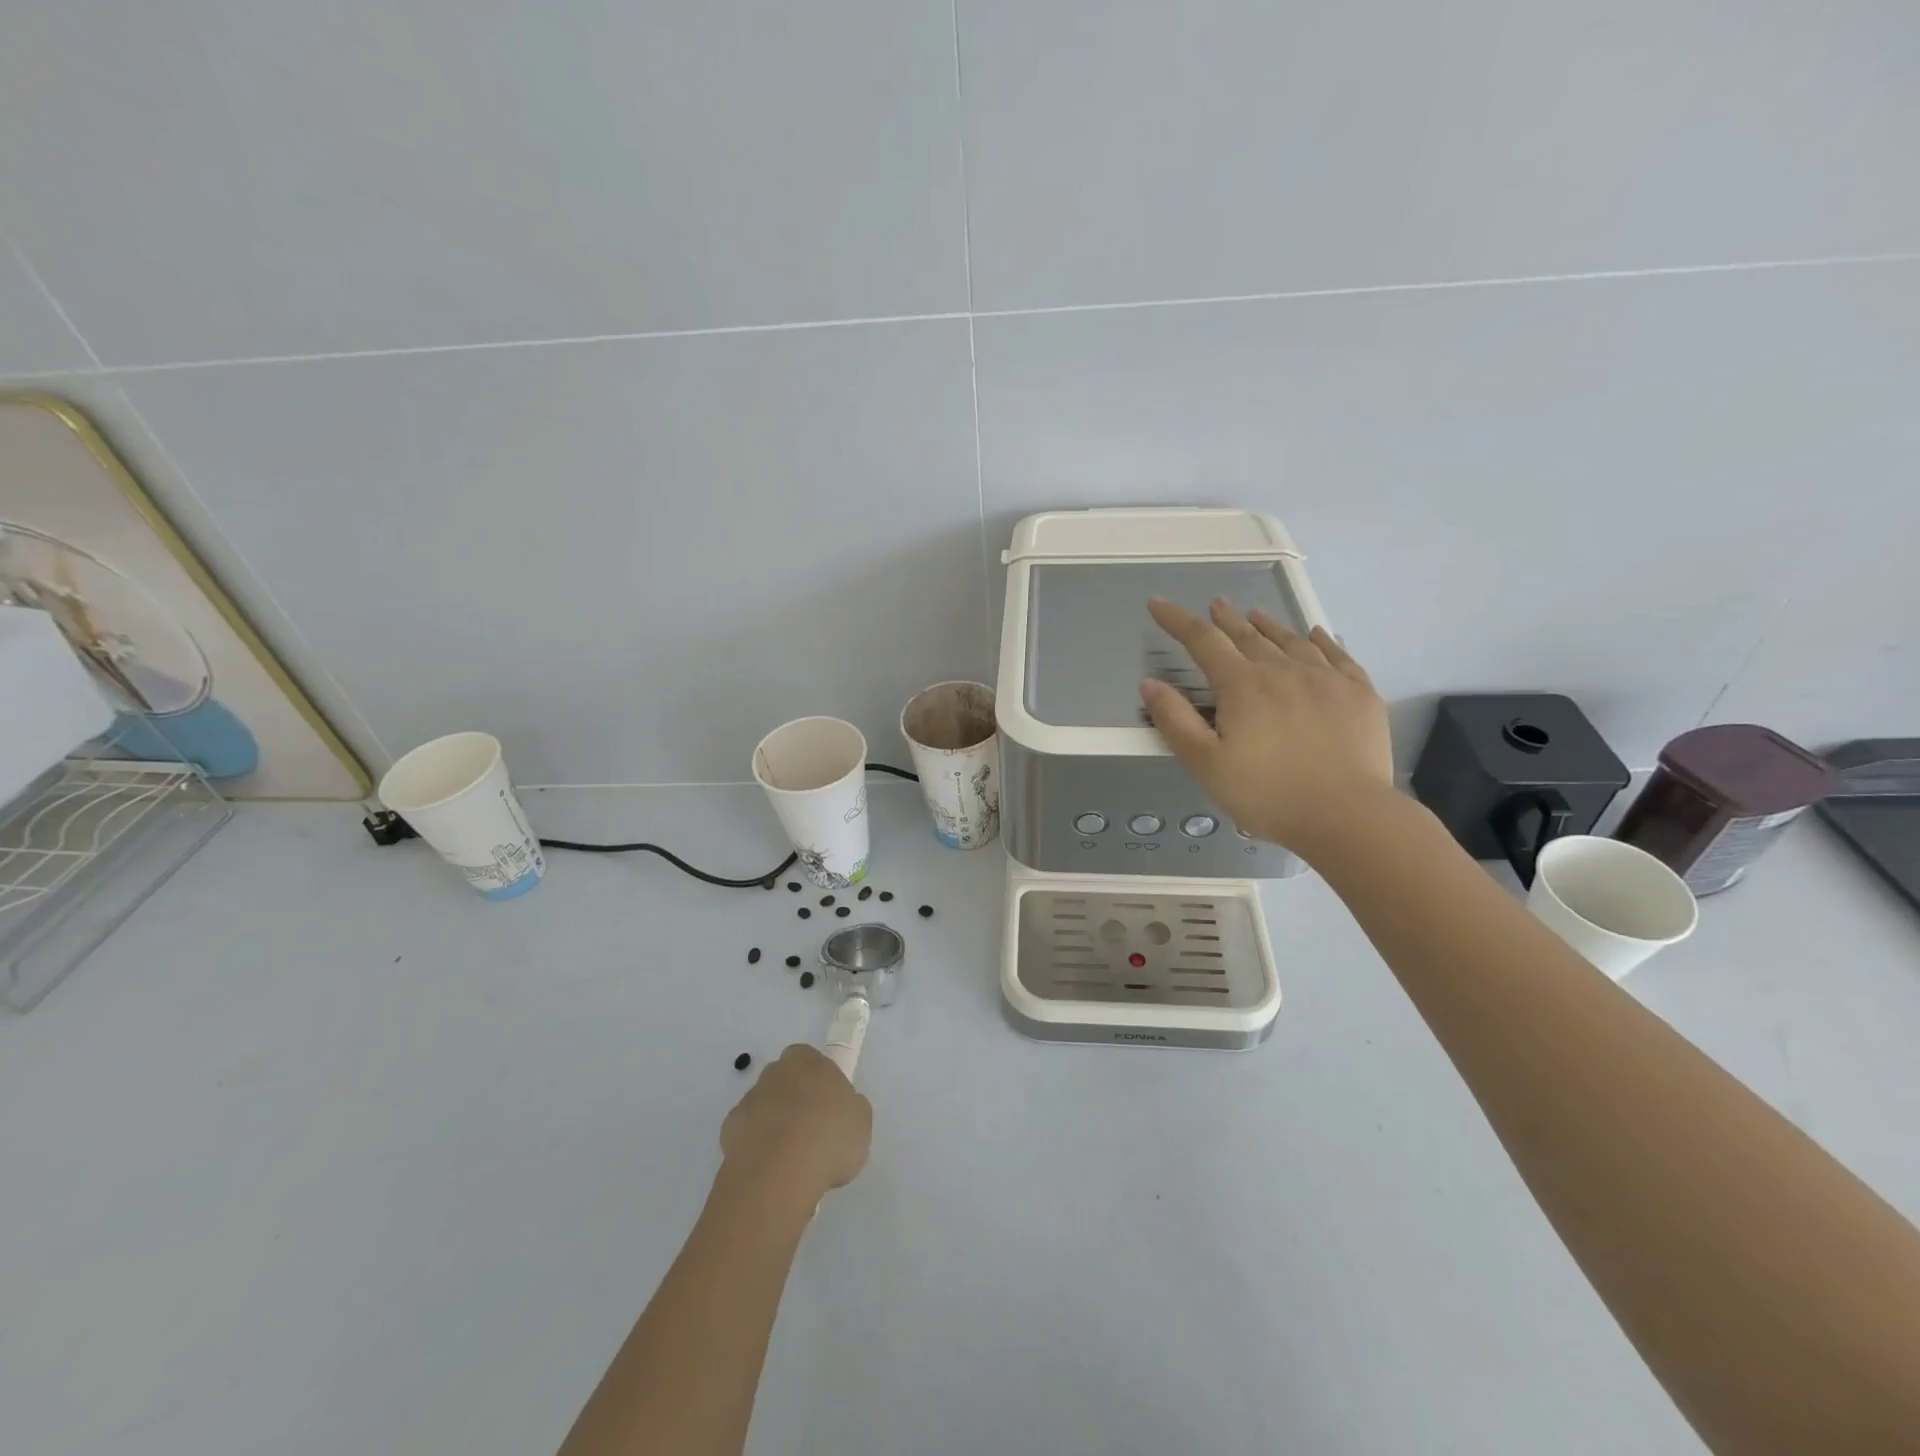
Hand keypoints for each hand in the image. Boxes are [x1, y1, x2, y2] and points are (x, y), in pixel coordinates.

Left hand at [719, 1045, 871, 1209]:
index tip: (828, 1106)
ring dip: (774, 1125)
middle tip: (811, 1132)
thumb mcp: (861, 1120)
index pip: (809, 1058)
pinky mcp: (728, 1132)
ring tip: (791, 1161)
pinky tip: (770, 1171)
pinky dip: (756, 1148)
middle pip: (784, 1081)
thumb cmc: (828, 1138)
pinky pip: (747, 1135)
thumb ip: (850, 1106)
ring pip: (764, 1108)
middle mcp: (774, 1073)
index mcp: (807, 1061)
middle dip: (794, 1100)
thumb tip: (840, 1109)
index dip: (818, 1081)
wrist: (778, 1175)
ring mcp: (748, 1101)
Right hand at [1140, 597, 1393, 858]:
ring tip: (1256, 614)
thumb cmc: (1267, 794)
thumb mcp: (1206, 765)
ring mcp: (1326, 679)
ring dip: (1269, 625)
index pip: (1202, 641)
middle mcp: (1283, 670)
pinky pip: (1338, 655)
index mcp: (1243, 686)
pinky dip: (1321, 640)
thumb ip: (1175, 721)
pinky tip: (1317, 635)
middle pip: (1248, 636)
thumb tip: (1150, 683)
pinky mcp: (1359, 694)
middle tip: (1216, 604)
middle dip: (1226, 619)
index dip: (1176, 620)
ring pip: (1291, 641)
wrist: (1348, 815)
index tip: (1158, 603)